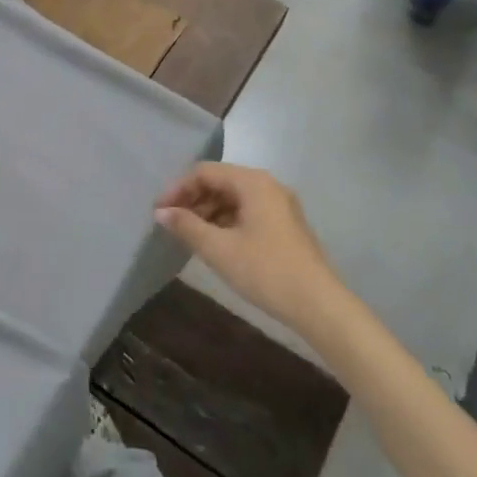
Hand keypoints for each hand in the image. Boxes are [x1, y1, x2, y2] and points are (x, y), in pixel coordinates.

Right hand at [155, 164, 343, 332]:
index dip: (178, 188)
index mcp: (253, 182)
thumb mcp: (219, 249)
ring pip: (233, 198)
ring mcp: (279, 205)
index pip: (205, 172)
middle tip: (170, 224)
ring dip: (208, 212)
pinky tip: (214, 242)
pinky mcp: (284, 224)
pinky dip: (225, 221)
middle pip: (220, 181)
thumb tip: (161, 212)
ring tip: (188, 235)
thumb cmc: (266, 271)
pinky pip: (247, 211)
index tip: (158, 211)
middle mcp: (267, 185)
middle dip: (192, 199)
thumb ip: (187, 226)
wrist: (318, 305)